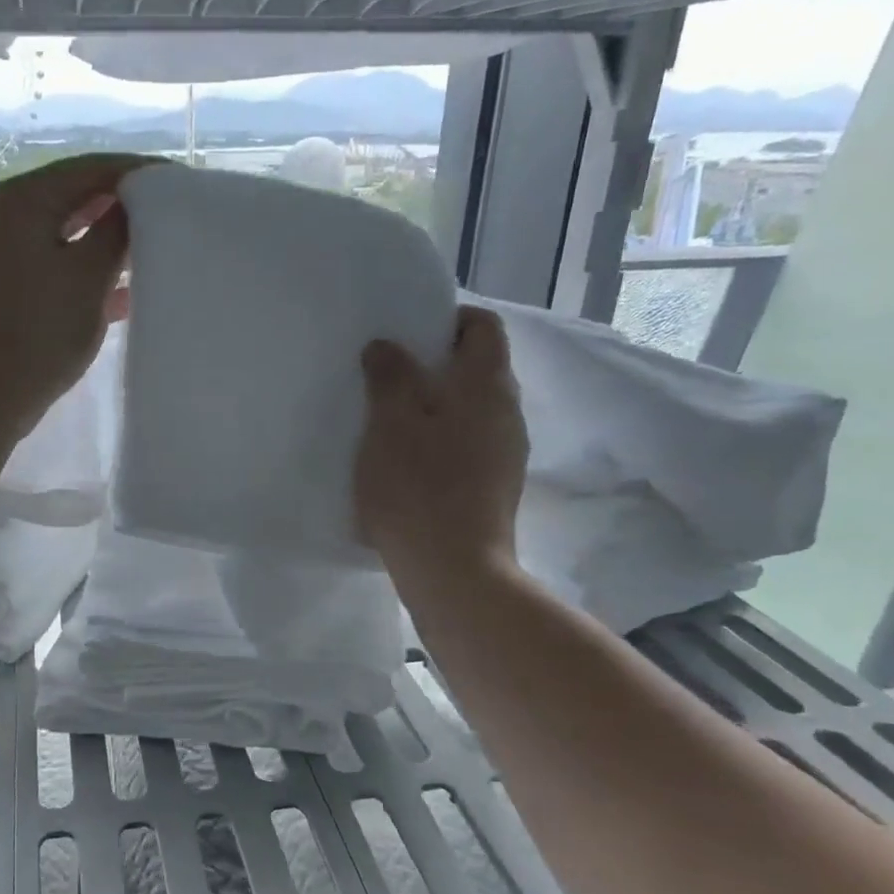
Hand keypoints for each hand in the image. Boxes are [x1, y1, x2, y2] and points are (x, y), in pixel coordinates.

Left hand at [0, 152, 150, 435]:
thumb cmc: (37, 334)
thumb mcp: (88, 278)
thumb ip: (116, 232)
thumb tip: (133, 205)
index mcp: (19, 200)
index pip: (90, 169)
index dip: (138, 173)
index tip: (179, 184)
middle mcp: (1, 216)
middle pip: (73, 199)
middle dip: (122, 210)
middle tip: (169, 221)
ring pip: (63, 236)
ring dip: (105, 245)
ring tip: (151, 256)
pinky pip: (50, 266)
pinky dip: (83, 273)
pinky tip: (121, 295)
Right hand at [355, 304, 528, 582]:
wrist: (453, 572)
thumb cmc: (419, 488)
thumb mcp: (390, 424)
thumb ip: (390, 376)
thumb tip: (386, 346)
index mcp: (488, 386)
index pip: (483, 327)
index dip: (448, 321)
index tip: (406, 335)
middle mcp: (508, 413)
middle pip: (477, 369)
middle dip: (434, 366)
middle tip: (386, 378)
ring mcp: (506, 454)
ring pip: (470, 412)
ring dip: (433, 407)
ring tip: (388, 423)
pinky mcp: (494, 488)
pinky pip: (467, 446)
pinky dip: (439, 442)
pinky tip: (405, 464)